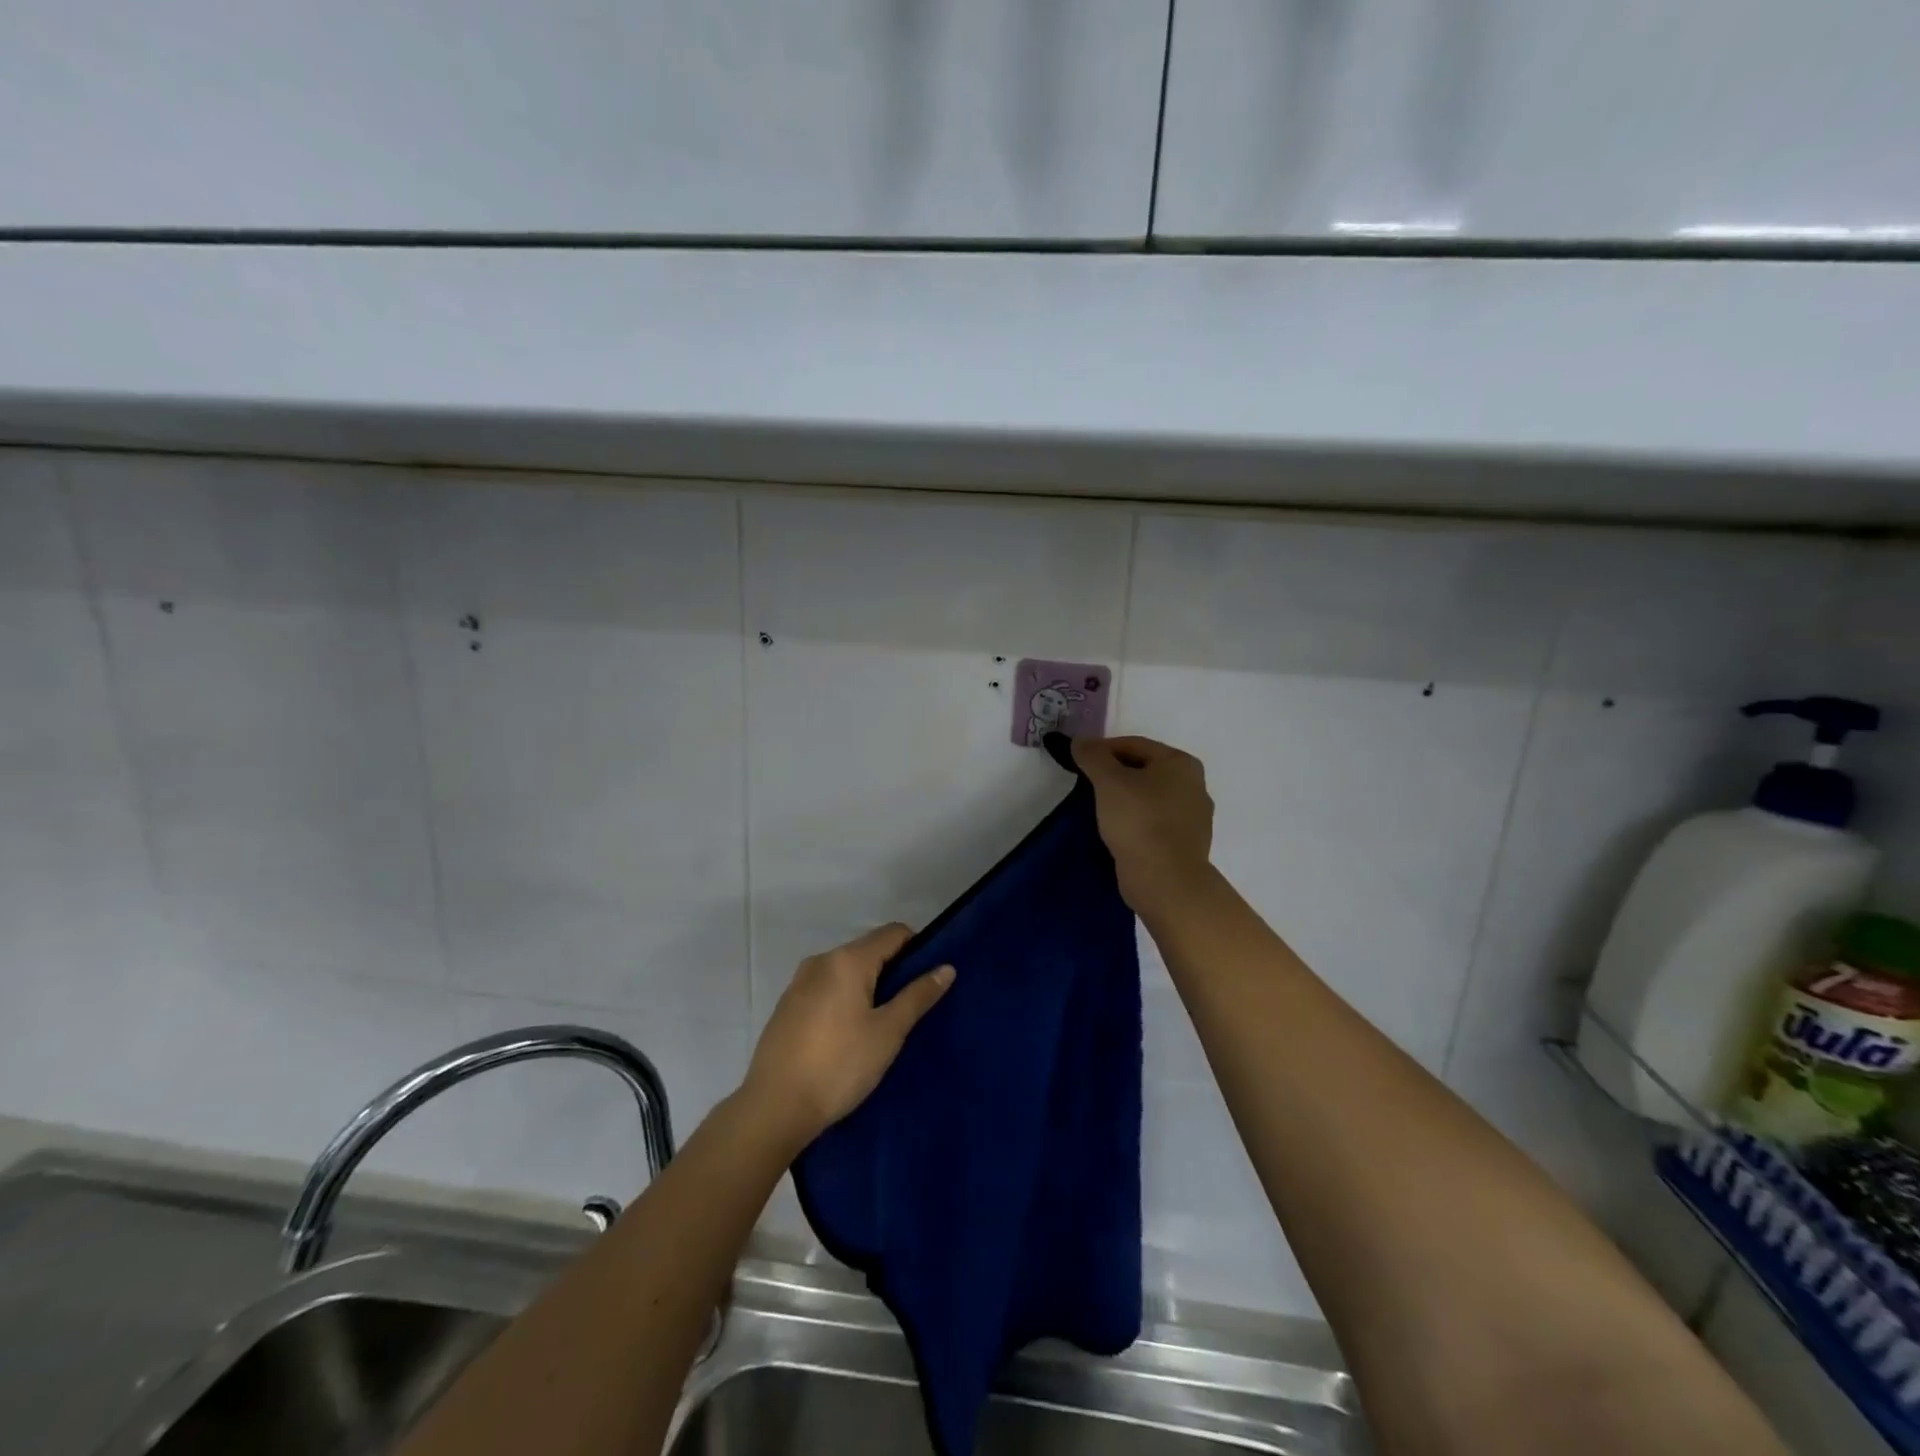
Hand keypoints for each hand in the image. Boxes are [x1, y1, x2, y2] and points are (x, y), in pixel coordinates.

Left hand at [742, 924, 954, 1149]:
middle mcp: (821, 960)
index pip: (893, 933)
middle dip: (892, 972)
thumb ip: (917, 996)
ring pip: (846, 972)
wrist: (774, 1108)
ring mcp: (799, 982)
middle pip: (868, 950)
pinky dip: (843, 1000)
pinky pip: (825, 989)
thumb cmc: (839, 1065)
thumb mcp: (888, 1032)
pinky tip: (845, 1037)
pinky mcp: (786, 1006)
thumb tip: (946, 968)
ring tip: (878, 1027)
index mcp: (847, 960)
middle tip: (906, 1011)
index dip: (917, 950)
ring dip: (867, 988)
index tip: (926, 982)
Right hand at [1071, 735, 1214, 916]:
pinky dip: (1134, 821)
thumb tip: (1080, 741)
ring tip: (1097, 808)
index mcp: (1181, 763)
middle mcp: (1194, 785)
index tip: (1078, 760)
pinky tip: (1116, 831)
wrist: (1165, 880)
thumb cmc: (1139, 821)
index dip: (1102, 749)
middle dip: (1114, 774)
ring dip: (1124, 799)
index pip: (1134, 745)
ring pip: (1149, 797)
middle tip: (1085, 784)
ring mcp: (1193, 818)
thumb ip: (1092, 756)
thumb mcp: (1109, 781)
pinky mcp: (1184, 844)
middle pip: (1143, 770)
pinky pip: (1153, 822)